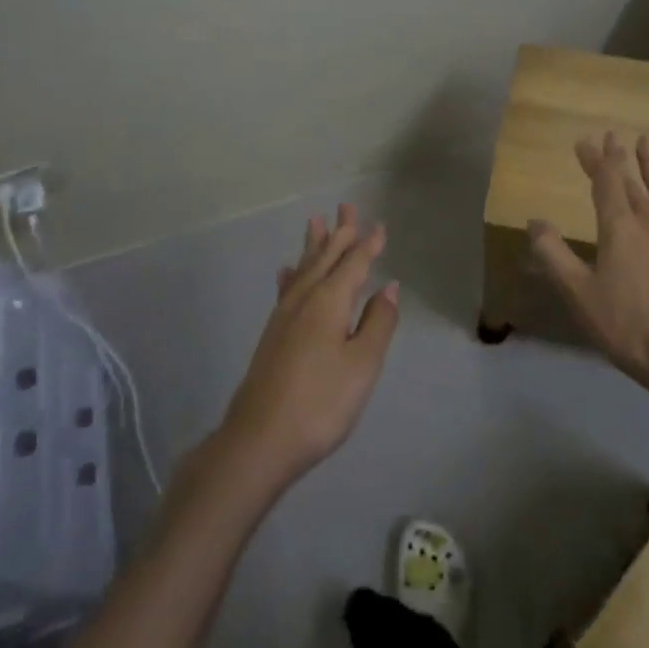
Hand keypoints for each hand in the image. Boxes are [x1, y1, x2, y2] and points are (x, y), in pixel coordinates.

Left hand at [215, 205, 398, 496]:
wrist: (260, 441)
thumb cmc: (320, 402)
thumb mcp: (362, 364)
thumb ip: (378, 323)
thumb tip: (388, 287)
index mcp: (329, 302)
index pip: (354, 264)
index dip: (368, 245)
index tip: (379, 226)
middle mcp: (304, 300)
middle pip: (325, 258)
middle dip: (339, 233)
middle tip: (346, 206)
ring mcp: (284, 317)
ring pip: (304, 269)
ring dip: (314, 246)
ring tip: (315, 223)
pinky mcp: (272, 335)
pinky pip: (287, 289)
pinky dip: (292, 275)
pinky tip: (288, 272)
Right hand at [530, 133, 648, 398]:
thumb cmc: (626, 326)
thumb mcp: (578, 294)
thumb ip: (553, 255)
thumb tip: (535, 222)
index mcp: (620, 228)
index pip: (606, 182)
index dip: (595, 159)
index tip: (586, 141)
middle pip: (634, 181)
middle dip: (620, 157)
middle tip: (613, 136)